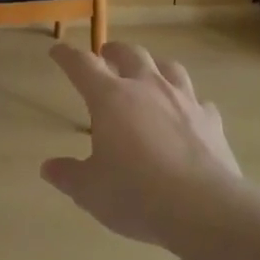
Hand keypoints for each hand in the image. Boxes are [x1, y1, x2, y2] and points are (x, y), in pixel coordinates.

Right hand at [42, 41, 241, 244]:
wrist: (204, 209)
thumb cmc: (136, 194)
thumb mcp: (90, 190)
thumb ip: (68, 175)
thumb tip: (48, 168)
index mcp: (110, 98)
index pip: (82, 65)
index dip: (67, 55)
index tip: (58, 51)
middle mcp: (147, 89)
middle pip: (130, 54)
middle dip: (114, 51)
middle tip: (106, 55)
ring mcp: (184, 101)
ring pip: (169, 68)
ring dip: (154, 66)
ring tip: (149, 73)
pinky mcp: (211, 121)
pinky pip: (199, 102)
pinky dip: (189, 103)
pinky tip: (188, 114)